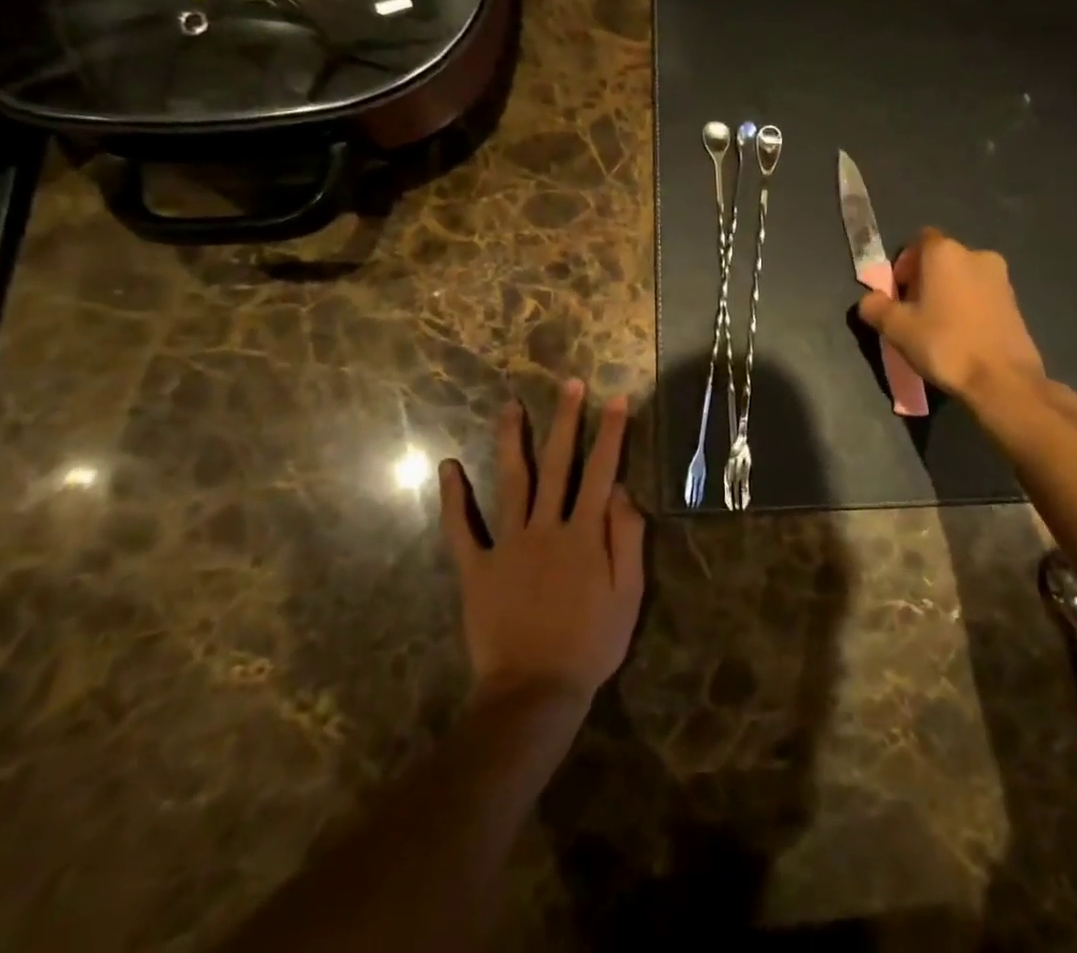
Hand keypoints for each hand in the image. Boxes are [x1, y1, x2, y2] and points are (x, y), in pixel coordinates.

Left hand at [438, 381, 645, 712]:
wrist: (535, 692)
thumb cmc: (590, 644)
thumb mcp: (628, 595)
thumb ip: (627, 538)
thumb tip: (623, 489)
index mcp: (583, 534)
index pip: (602, 472)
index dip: (611, 434)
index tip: (617, 399)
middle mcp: (545, 527)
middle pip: (557, 464)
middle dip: (566, 421)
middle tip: (569, 384)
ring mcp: (507, 544)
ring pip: (511, 482)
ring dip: (511, 441)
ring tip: (511, 406)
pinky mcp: (476, 568)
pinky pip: (460, 529)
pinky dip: (452, 498)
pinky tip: (448, 466)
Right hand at [856, 228, 1050, 406]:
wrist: (1003, 380)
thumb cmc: (944, 344)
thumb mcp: (896, 329)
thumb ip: (876, 307)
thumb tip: (870, 300)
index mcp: (945, 252)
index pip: (919, 241)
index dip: (904, 263)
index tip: (898, 292)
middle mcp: (976, 255)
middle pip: (942, 259)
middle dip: (924, 279)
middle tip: (913, 312)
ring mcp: (1001, 278)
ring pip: (963, 277)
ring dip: (948, 293)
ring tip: (937, 327)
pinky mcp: (1016, 302)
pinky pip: (982, 295)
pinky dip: (968, 307)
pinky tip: (961, 336)